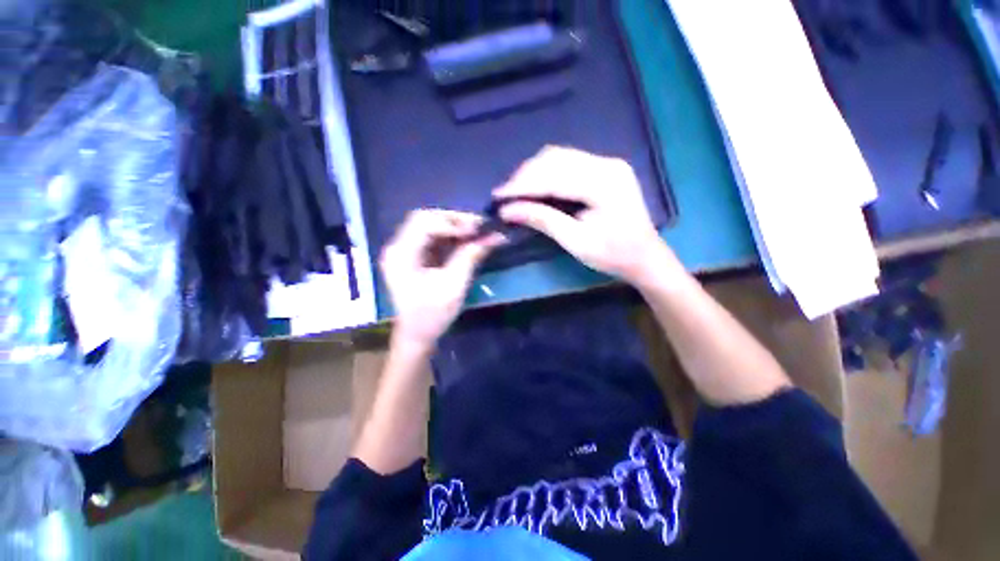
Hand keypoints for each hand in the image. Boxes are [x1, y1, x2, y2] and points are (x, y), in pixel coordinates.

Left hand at [380, 209, 502, 347]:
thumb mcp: (454, 286)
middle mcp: (398, 247)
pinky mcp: (414, 256)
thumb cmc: (432, 315)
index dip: (452, 222)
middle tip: (479, 227)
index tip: (477, 229)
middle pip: (425, 219)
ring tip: (477, 232)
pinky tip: (467, 240)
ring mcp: (405, 251)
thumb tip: (495, 236)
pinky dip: (451, 237)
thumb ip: (470, 257)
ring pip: (430, 226)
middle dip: (454, 220)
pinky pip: (433, 238)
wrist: (417, 336)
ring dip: (454, 227)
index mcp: (401, 254)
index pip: (423, 223)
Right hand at [495, 146, 676, 286]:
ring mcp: (607, 163)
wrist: (645, 256)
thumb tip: (507, 211)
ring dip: (534, 172)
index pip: (553, 177)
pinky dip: (547, 173)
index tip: (498, 196)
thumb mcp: (575, 241)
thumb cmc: (613, 255)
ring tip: (516, 191)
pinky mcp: (604, 169)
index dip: (522, 186)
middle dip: (525, 176)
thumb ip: (542, 220)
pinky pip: (568, 162)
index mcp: (603, 184)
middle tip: (505, 195)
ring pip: (559, 157)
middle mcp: (606, 164)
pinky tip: (535, 186)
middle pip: (555, 159)